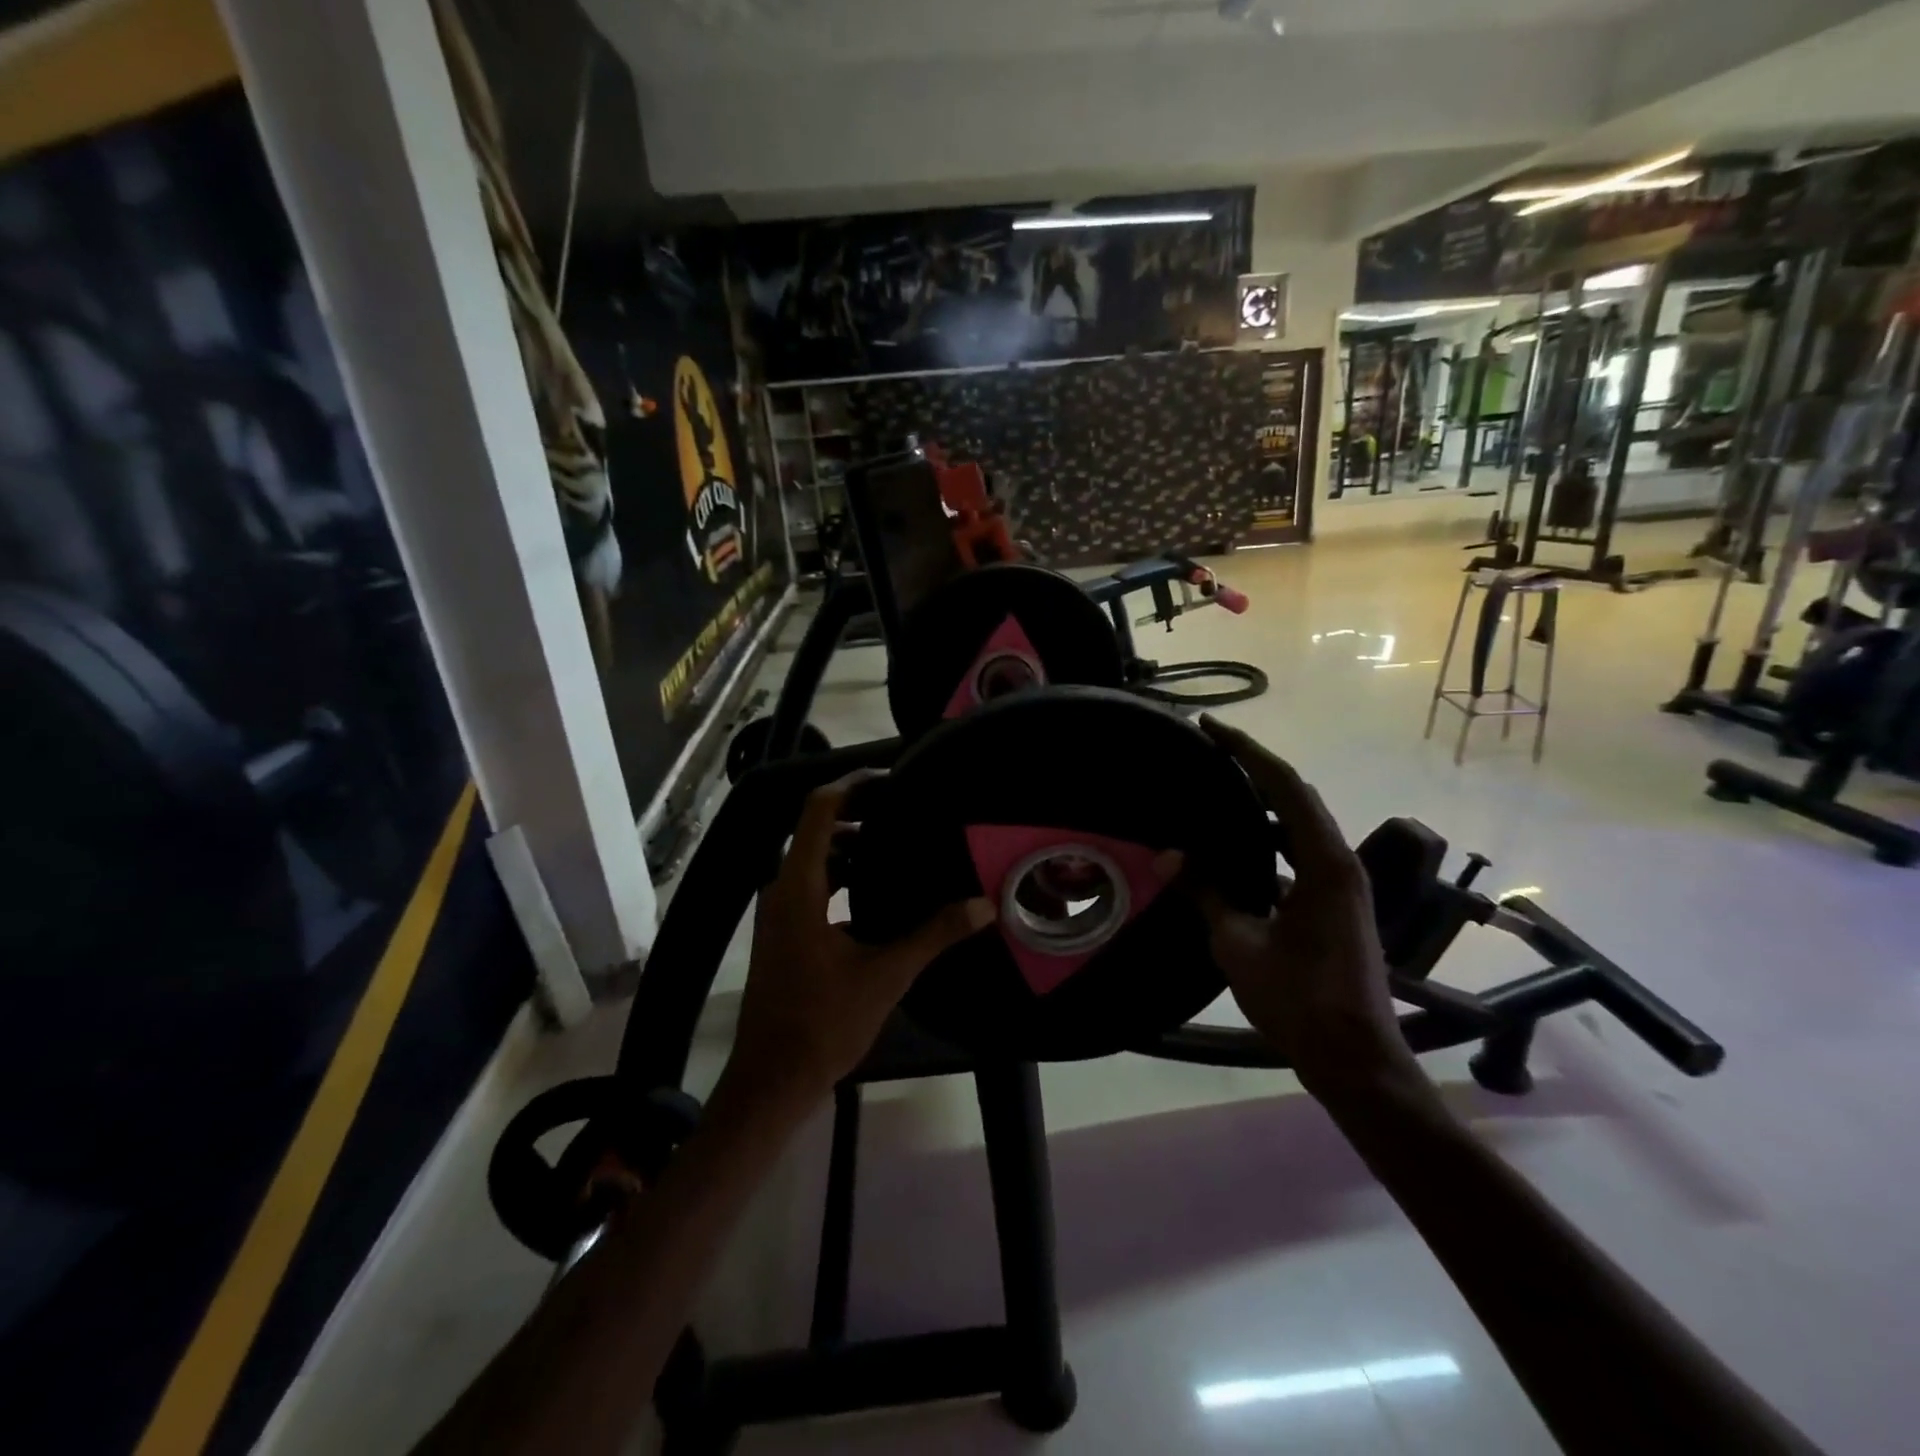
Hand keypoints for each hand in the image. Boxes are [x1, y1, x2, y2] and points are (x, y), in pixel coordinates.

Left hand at [724, 773, 995, 1110]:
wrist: (771, 1081)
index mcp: (799, 887)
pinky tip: (879, 893)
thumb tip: (984, 905)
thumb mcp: (886, 975)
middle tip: (907, 813)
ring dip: (852, 849)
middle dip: (859, 816)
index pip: (818, 811)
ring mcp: (778, 914)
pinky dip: (843, 877)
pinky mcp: (783, 934)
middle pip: (817, 831)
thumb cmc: (823, 1022)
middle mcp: (782, 890)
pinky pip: (813, 887)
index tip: (892, 781)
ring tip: (901, 848)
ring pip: (815, 862)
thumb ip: (934, 934)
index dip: (852, 787)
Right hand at [1194, 716, 1417, 1103]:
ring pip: (1300, 826)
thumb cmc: (1299, 999)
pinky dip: (1268, 839)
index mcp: (1324, 862)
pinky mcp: (1334, 906)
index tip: (1211, 727)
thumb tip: (1167, 855)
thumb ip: (1206, 893)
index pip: (1285, 786)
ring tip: (1219, 788)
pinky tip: (1236, 849)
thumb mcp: (1239, 943)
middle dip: (1255, 767)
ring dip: (1264, 803)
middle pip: (1297, 797)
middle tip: (1211, 748)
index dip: (1247, 752)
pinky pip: (1298, 854)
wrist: (1354, 1059)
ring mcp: (1340, 886)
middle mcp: (1339, 863)